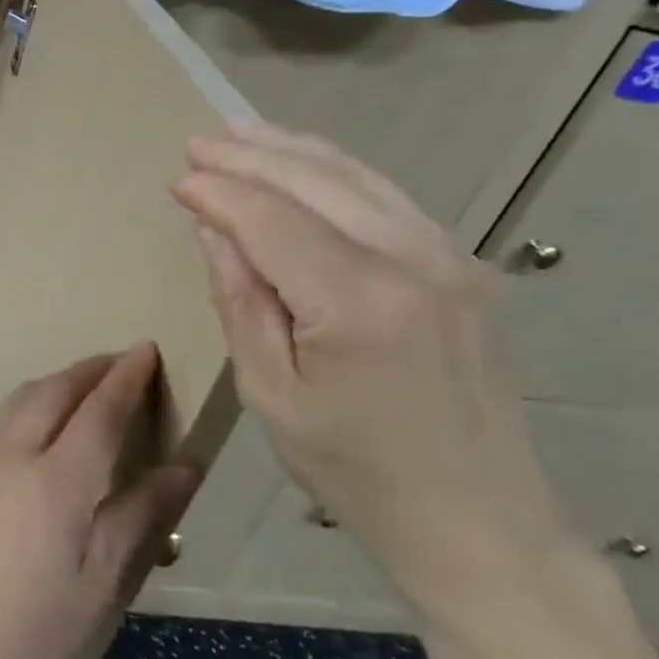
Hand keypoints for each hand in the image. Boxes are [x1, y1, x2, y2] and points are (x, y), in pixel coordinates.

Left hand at [0, 345, 198, 658]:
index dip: (126, 377)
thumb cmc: (34, 628)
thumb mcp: (100, 580)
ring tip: (81, 385)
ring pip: (20, 396)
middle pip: (56, 389)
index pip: (99, 410)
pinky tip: (33, 420)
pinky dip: (23, 405)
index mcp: (56, 483)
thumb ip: (141, 514)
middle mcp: (11, 452)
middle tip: (119, 363)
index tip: (145, 350)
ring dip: (56, 382)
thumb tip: (185, 467)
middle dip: (92, 369)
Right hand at [172, 122, 575, 631]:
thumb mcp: (271, 394)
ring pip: (356, 176)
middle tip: (197, 144)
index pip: (270, 220)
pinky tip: (304, 161)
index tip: (177, 179)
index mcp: (358, 303)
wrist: (481, 526)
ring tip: (240, 133)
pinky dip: (337, 171)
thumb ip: (240, 300)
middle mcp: (412, 261)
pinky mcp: (464, 265)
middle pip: (314, 182)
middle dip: (248, 157)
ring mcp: (449, 257)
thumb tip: (213, 228)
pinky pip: (388, 197)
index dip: (218, 193)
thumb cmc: (355, 472)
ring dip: (291, 150)